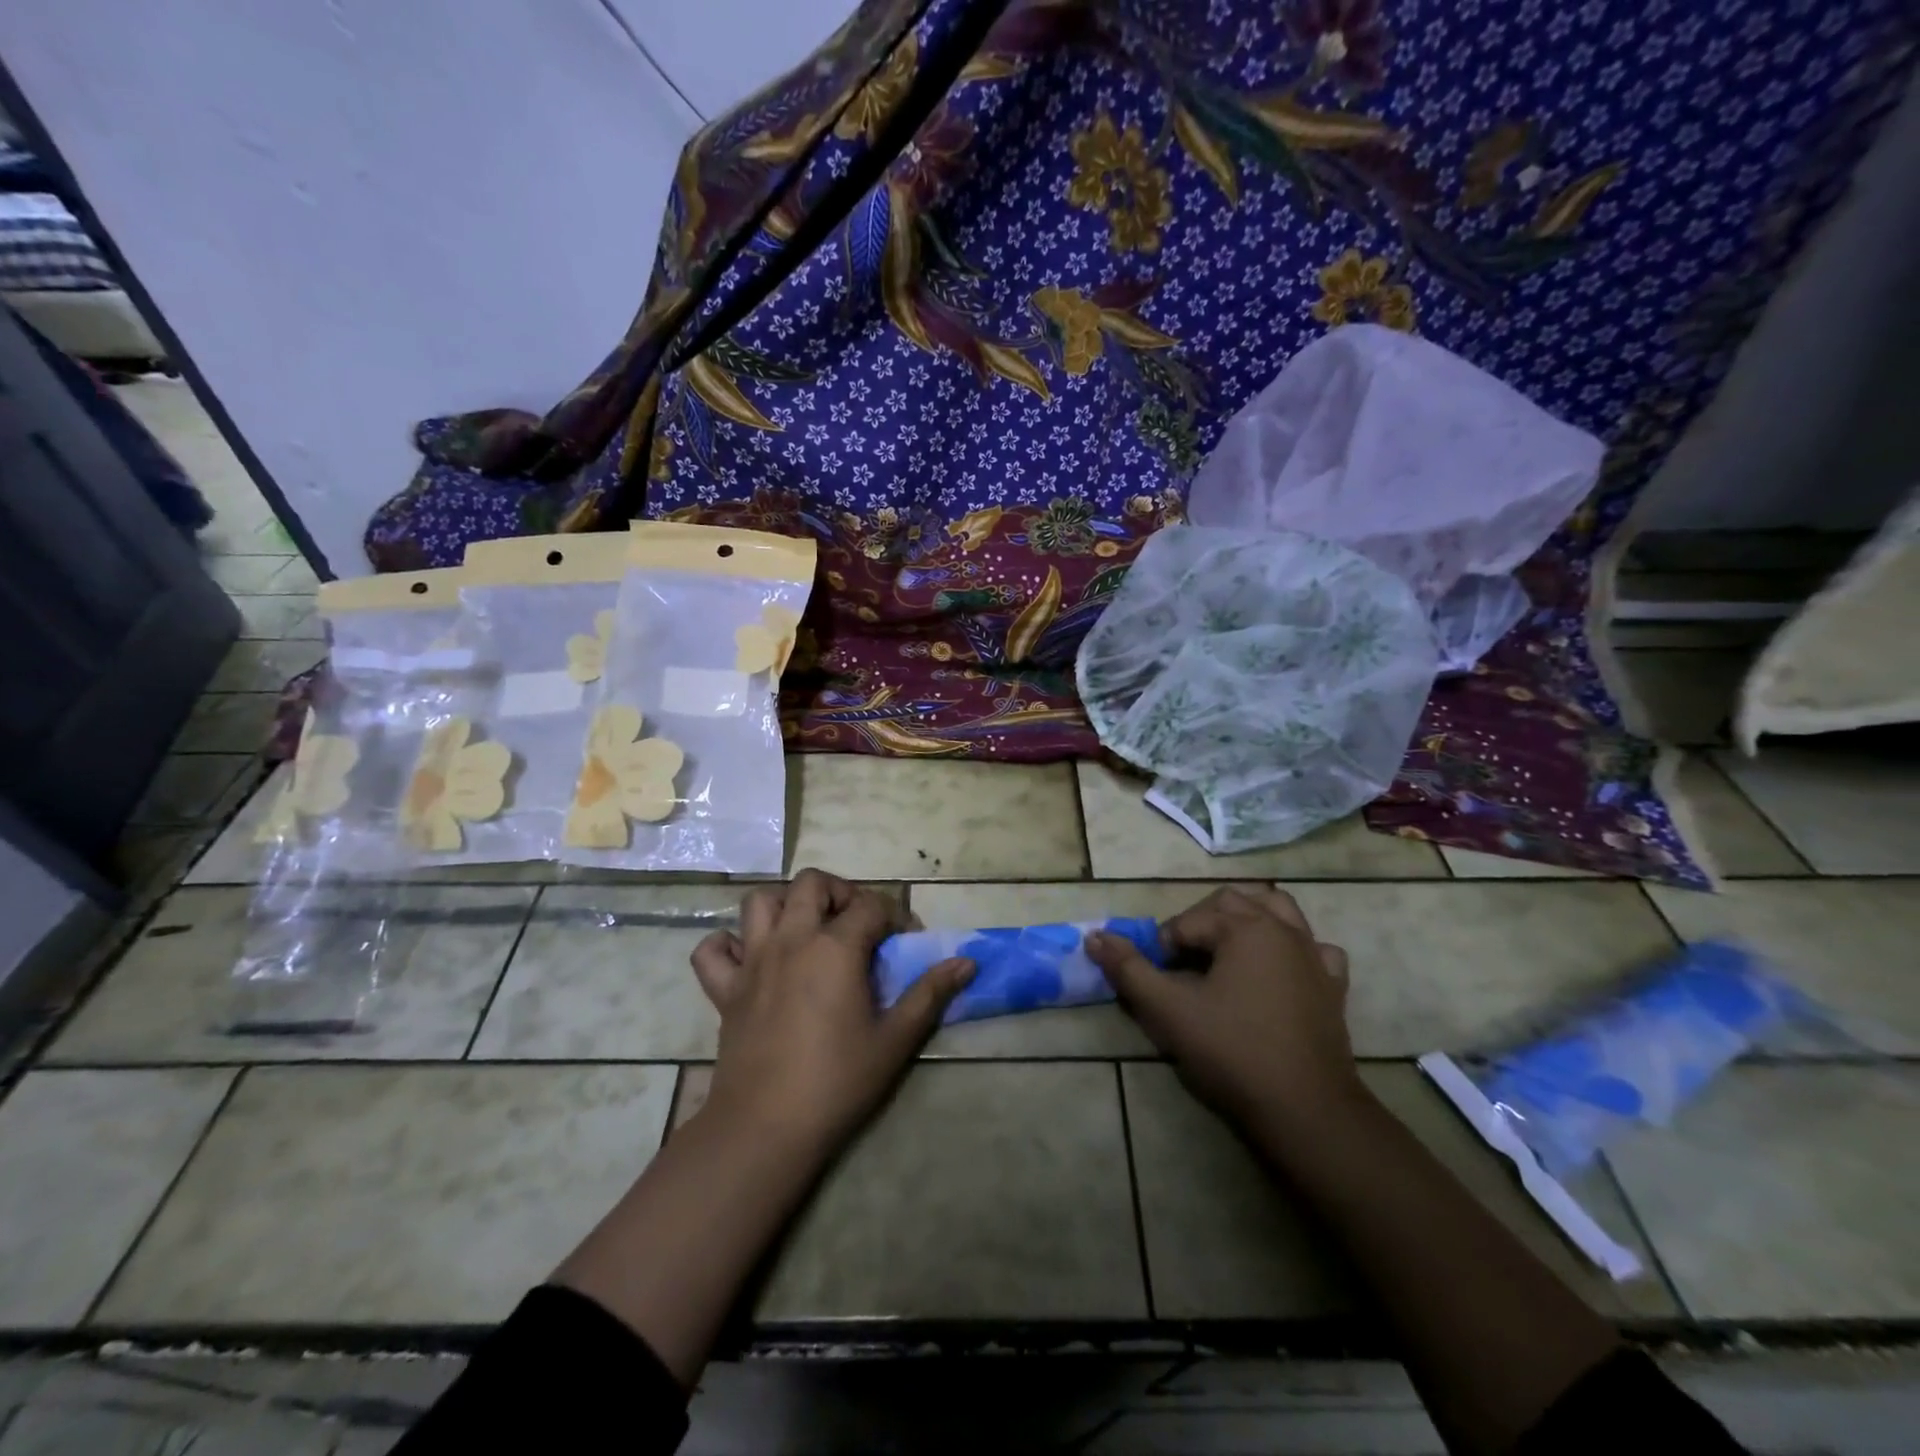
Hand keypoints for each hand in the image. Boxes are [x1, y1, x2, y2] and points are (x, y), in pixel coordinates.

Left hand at [691, 870, 974, 1152]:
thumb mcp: (895, 1039)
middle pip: (812, 884)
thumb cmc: (837, 1081)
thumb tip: (966, 962)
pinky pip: (712, 949)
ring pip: (760, 902)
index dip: (895, 915)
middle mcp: (791, 939)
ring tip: (806, 930)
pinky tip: (750, 960)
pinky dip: (728, 944)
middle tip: (856, 924)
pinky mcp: (724, 989)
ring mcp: (752, 960)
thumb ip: (930, 994)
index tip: (906, 940)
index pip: (871, 905)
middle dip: (841, 892)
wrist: (766, 1127)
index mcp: (835, 947)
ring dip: (785, 905)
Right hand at [1085, 885, 1360, 1130]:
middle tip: (1183, 964)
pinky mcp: (1333, 986)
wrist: (1306, 1108)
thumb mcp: (1169, 1010)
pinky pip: (1314, 948)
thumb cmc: (1233, 1052)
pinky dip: (1293, 949)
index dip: (1164, 946)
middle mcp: (1282, 929)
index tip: (1157, 979)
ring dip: (1249, 918)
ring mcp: (1314, 956)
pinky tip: (1279, 971)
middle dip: (1200, 923)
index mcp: (1244, 928)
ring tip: (1226, 949)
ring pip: (1279, 910)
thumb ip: (1129, 969)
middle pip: (1232, 902)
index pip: (1188, 921)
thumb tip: (1095, 937)